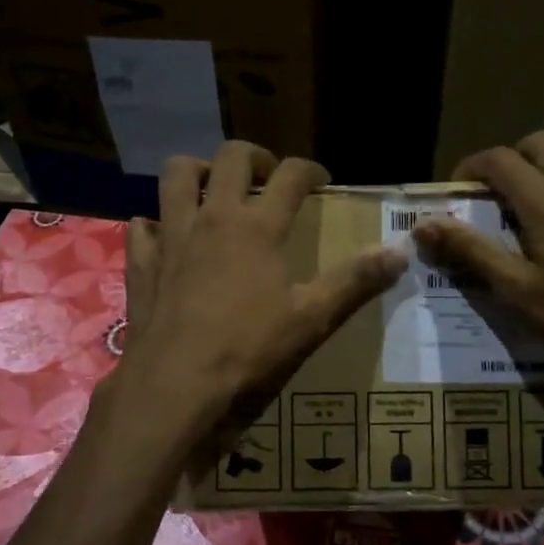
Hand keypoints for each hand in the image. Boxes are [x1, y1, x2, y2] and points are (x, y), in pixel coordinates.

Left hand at [112, 141, 405, 434]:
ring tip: (214, 191)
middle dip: (254, 156)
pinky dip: (155, 224)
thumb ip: (356, 282)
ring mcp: (171, 237)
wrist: (175, 388)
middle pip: (231, 157)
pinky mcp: (142, 262)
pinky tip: (167, 239)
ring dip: (198, 172)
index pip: (291, 176)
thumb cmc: (249, 352)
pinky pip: (142, 226)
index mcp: (257, 227)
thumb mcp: (312, 320)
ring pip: (177, 175)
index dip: (310, 170)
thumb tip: (401, 251)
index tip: (320, 180)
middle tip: (266, 177)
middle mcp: (213, 218)